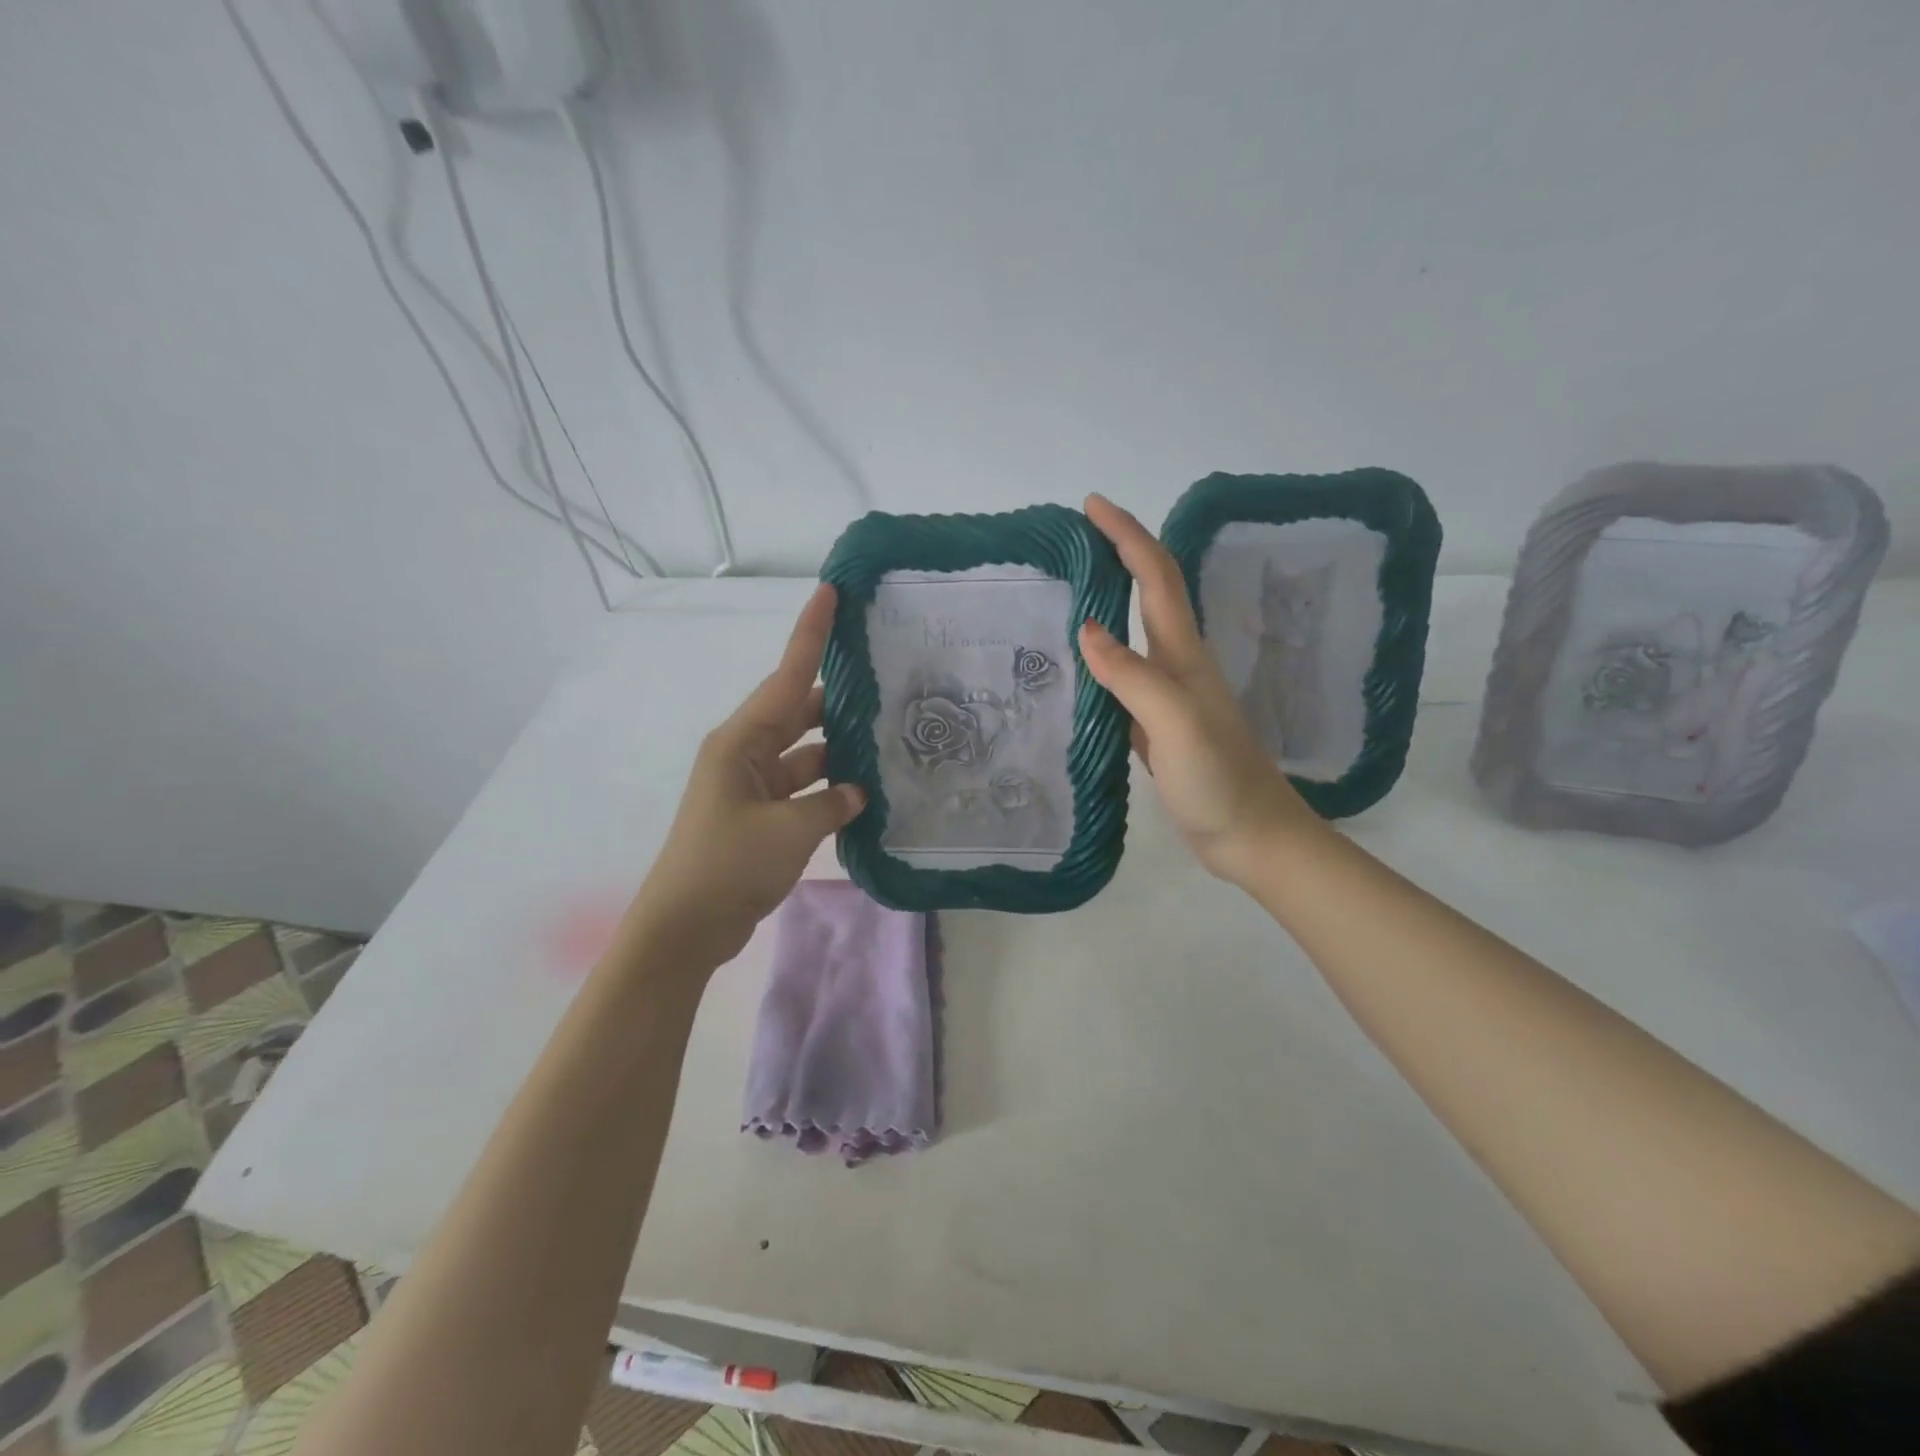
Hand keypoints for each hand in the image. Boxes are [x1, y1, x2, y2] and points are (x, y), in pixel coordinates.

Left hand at [623, 585, 865, 970]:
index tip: (830, 593)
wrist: (686, 928)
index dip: (810, 634)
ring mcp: (752, 787)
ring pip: (805, 753)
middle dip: (838, 698)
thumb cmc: (728, 866)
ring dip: (839, 752)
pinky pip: (803, 789)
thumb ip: (831, 803)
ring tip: (888, 741)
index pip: (786, 677)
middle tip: (887, 681)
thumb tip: (856, 792)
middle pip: (799, 712)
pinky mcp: (761, 817)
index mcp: (741, 741)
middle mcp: (745, 754)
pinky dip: (829, 789)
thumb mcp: (789, 831)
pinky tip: (866, 792)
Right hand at [1078, 494, 1325, 884]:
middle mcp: (1175, 664)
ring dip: (1106, 600)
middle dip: (1117, 554)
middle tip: (1070, 540)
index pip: (1154, 578)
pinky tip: (1072, 665)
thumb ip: (1133, 676)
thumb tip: (1087, 627)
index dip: (1127, 536)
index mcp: (1183, 655)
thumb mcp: (1176, 723)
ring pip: (1133, 633)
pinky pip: (1120, 676)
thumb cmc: (1218, 779)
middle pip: (1148, 593)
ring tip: (1061, 589)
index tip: (1091, 506)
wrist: (1251, 835)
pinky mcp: (1154, 724)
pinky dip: (1097, 657)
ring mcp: (1166, 695)